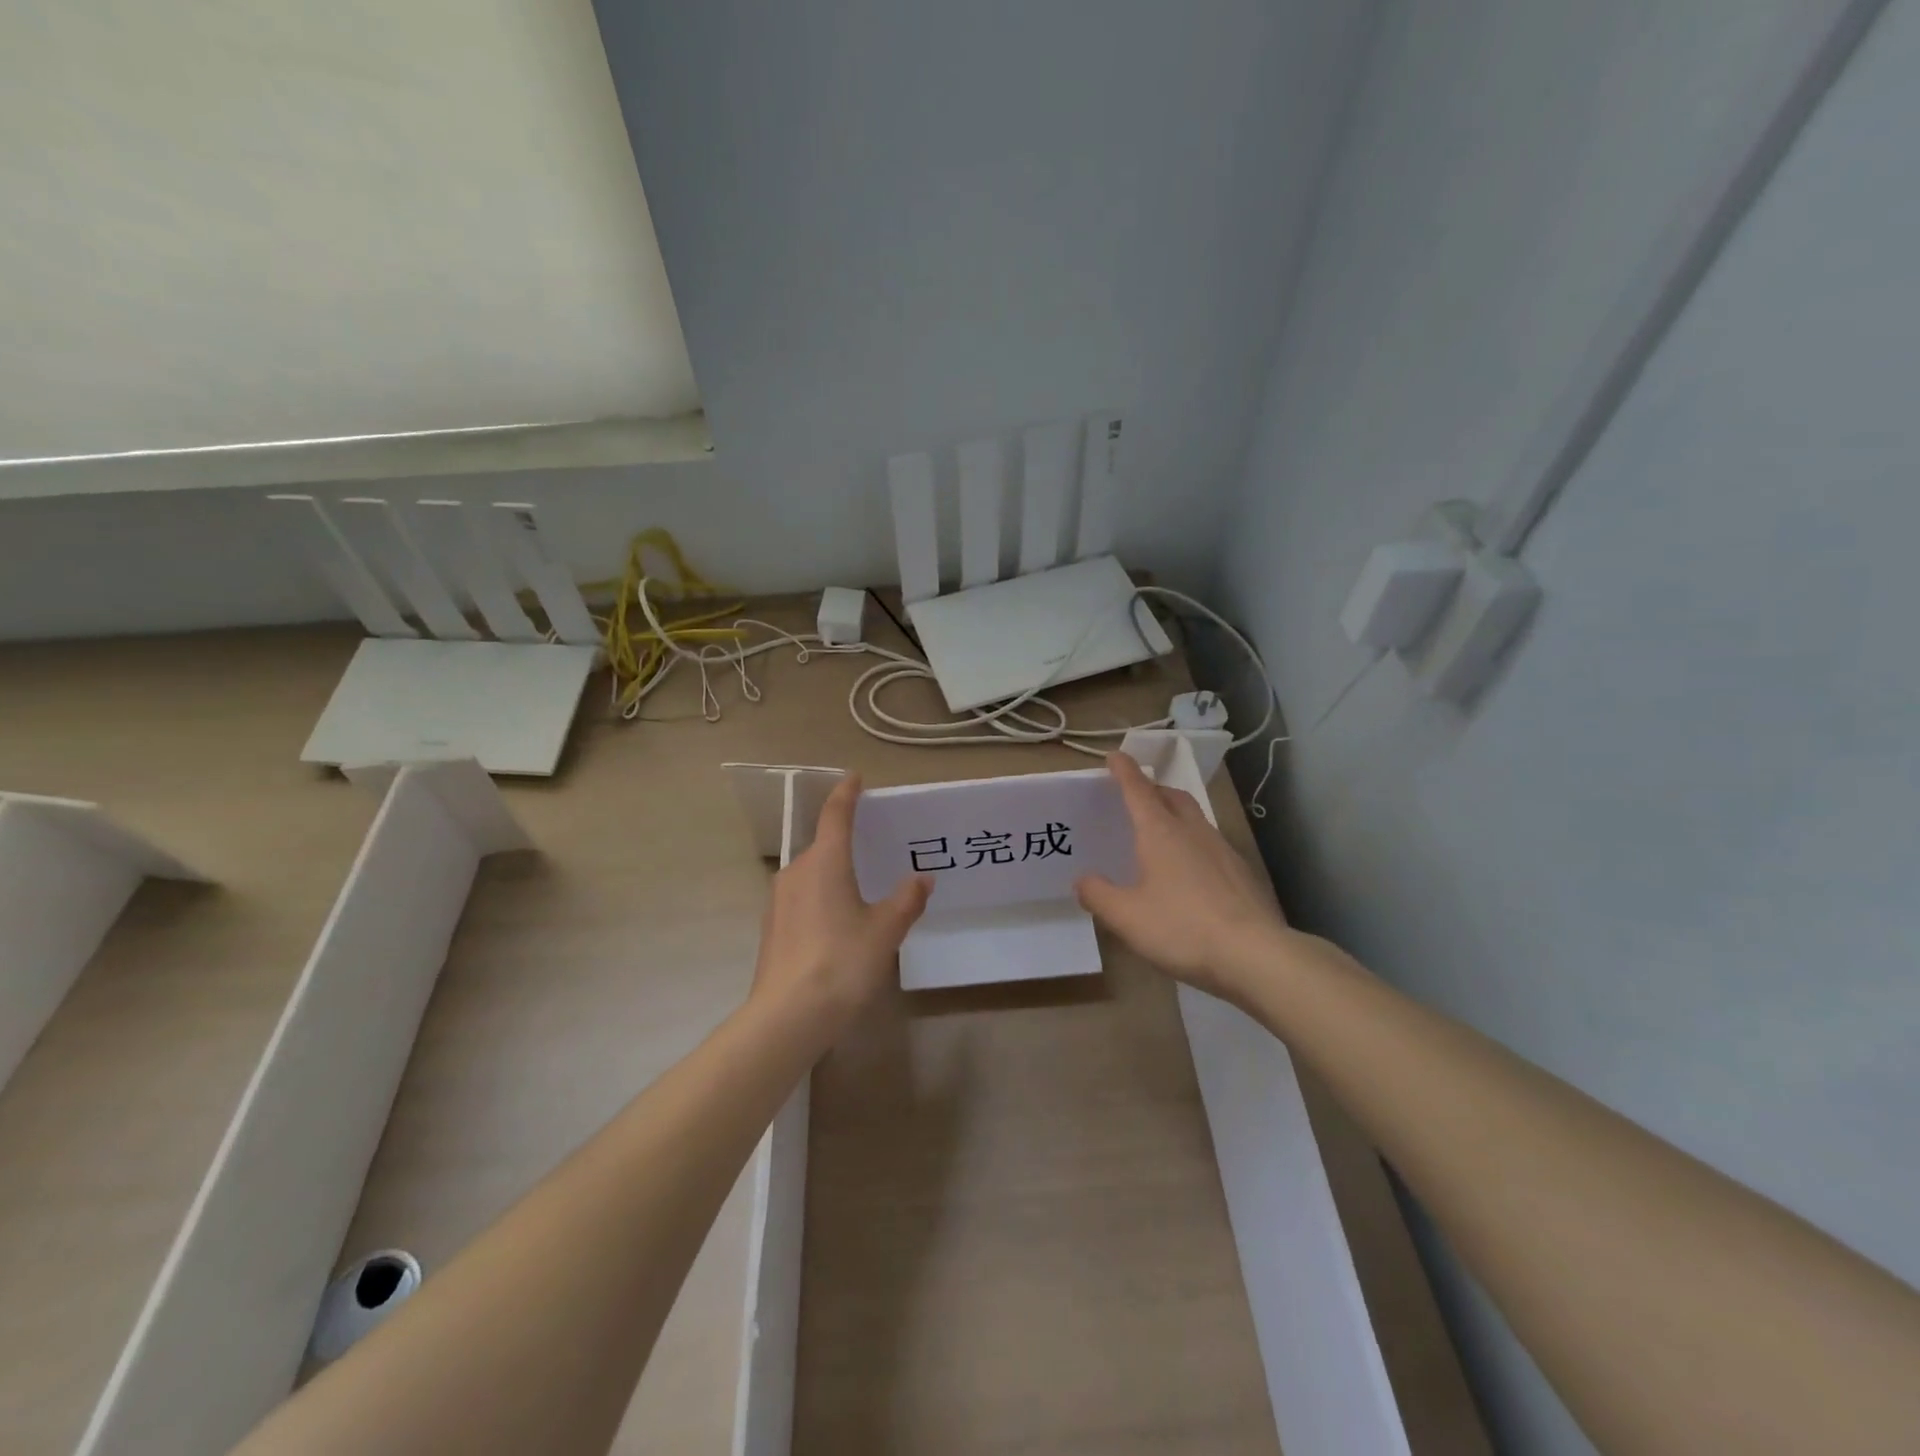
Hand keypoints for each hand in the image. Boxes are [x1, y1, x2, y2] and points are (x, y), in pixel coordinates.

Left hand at [750, 774, 931, 1032]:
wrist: (788, 1017)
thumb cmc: (842, 962)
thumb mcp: (885, 931)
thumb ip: (906, 900)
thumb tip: (922, 878)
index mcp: (825, 862)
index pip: (835, 815)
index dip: (846, 794)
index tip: (854, 778)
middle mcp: (796, 872)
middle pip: (823, 847)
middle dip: (845, 845)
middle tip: (872, 852)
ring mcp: (778, 900)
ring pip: (811, 875)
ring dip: (832, 876)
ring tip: (859, 895)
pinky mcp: (771, 927)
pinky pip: (801, 899)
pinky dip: (820, 900)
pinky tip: (836, 927)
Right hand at [1075, 752, 1292, 1003]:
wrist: (1255, 954)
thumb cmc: (1182, 928)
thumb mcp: (1126, 917)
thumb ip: (1099, 895)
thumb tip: (1082, 880)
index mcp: (1160, 832)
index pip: (1138, 789)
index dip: (1124, 771)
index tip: (1114, 756)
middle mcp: (1192, 831)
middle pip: (1171, 796)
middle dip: (1152, 789)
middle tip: (1136, 796)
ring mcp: (1222, 849)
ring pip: (1194, 817)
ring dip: (1174, 813)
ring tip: (1160, 832)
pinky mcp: (1240, 872)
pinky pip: (1210, 843)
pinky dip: (1193, 842)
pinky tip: (1189, 870)